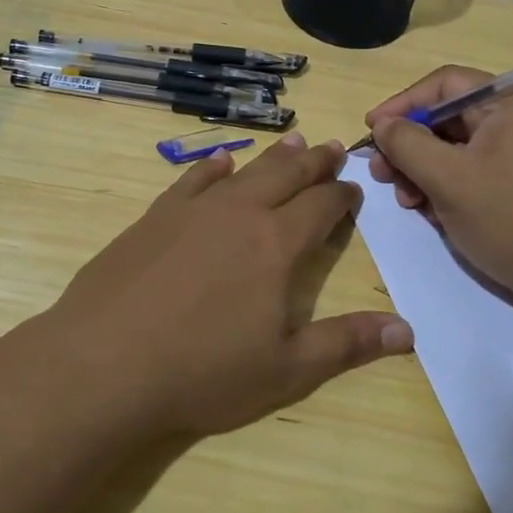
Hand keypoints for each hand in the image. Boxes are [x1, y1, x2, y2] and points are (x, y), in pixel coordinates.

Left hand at [44, 132, 411, 436]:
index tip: (354, 188)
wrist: (105, 363)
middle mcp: (240, 213)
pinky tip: (221, 161)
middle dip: (315, 161)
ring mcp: (193, 210)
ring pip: (245, 170)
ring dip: (273, 156)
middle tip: (333, 146)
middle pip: (287, 175)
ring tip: (294, 141)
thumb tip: (408, 330)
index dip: (343, 195)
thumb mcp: (286, 369)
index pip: (322, 206)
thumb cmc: (203, 372)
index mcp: (277, 244)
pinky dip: (213, 166)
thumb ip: (347, 344)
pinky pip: (193, 179)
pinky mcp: (155, 217)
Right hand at [365, 67, 512, 314]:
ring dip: (424, 171)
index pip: (445, 84)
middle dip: (410, 146)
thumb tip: (383, 124)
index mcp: (511, 103)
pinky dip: (448, 188)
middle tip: (381, 175)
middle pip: (449, 118)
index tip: (371, 131)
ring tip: (407, 202)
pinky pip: (474, 173)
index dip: (402, 104)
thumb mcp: (450, 179)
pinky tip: (432, 214)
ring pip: (457, 150)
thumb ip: (408, 144)